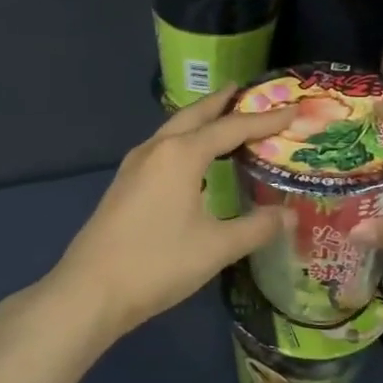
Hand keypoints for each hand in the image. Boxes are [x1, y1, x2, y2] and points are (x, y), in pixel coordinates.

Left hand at [47, 87, 295, 345]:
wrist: (91, 290)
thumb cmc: (158, 263)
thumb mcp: (216, 247)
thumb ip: (256, 228)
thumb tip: (289, 215)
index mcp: (181, 154)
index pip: (231, 127)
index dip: (264, 120)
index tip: (291, 111)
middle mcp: (156, 148)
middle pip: (195, 115)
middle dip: (222, 102)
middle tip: (246, 91)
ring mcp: (135, 165)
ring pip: (173, 130)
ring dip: (199, 121)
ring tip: (222, 120)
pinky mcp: (124, 183)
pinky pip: (162, 148)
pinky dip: (184, 141)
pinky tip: (191, 161)